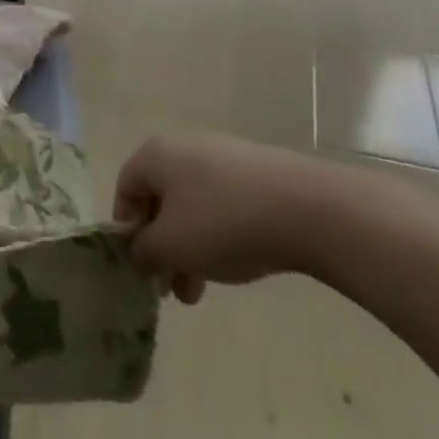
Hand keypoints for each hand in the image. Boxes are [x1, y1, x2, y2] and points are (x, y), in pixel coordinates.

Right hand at [115, 133, 353, 303]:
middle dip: (163, 248)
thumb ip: (144, 251)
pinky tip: (239, 264)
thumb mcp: (172, 246)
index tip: (140, 266)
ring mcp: (228, 158)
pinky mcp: (261, 174)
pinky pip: (226, 206)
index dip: (126, 230)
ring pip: (195, 208)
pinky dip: (222, 236)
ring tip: (203, 291)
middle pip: (161, 201)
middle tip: (171, 288)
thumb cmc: (224, 222)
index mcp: (156, 154)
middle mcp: (186, 147)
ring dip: (191, 250)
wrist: (313, 210)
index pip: (125, 189)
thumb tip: (139, 251)